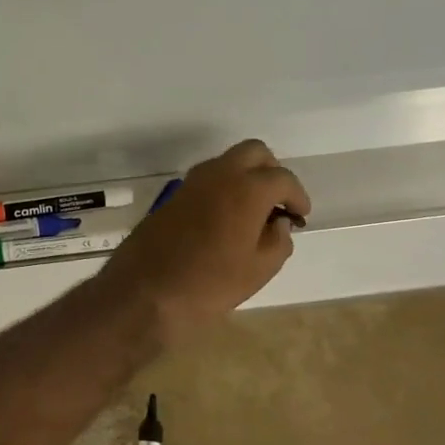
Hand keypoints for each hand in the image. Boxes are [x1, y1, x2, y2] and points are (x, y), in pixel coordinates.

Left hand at [96, 140, 309, 346]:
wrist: (144, 291)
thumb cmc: (208, 283)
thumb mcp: (258, 269)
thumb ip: (278, 240)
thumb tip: (279, 223)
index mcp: (246, 188)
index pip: (282, 178)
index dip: (297, 196)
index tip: (300, 216)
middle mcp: (218, 175)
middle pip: (254, 153)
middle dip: (271, 172)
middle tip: (277, 203)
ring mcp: (190, 184)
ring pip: (226, 162)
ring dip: (244, 178)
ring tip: (252, 213)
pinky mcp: (171, 198)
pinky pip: (205, 181)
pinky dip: (222, 189)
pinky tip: (225, 220)